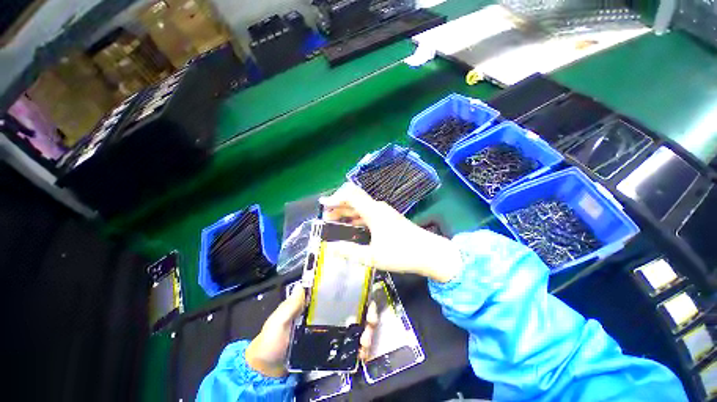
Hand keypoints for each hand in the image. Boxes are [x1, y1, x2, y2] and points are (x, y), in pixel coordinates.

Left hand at [245, 287, 379, 376]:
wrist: (268, 371)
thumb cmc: (272, 342)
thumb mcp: (278, 321)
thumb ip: (290, 306)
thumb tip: (306, 283)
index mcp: (320, 305)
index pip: (343, 294)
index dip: (358, 293)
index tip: (367, 299)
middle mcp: (330, 315)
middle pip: (356, 310)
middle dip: (368, 314)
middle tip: (371, 324)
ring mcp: (333, 333)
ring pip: (357, 327)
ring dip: (367, 332)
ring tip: (366, 343)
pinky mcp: (334, 350)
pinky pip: (352, 346)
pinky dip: (361, 349)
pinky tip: (363, 354)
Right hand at [320, 182, 461, 282]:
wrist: (429, 253)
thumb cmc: (401, 253)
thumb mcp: (373, 256)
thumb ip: (350, 251)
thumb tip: (331, 248)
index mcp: (373, 211)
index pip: (350, 194)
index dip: (334, 197)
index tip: (322, 205)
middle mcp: (377, 207)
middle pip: (354, 199)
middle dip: (338, 206)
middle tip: (326, 218)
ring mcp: (383, 212)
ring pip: (361, 206)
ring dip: (346, 212)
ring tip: (335, 223)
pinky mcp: (387, 218)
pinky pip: (367, 213)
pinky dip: (356, 217)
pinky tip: (351, 227)